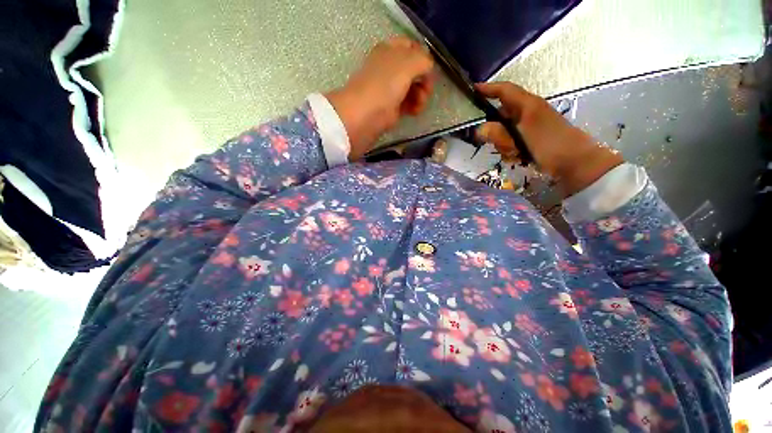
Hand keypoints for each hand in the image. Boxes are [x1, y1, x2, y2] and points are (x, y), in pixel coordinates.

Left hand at [325, 36, 435, 160]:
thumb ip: (424, 60)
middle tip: (426, 91)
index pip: (412, 47)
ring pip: (412, 88)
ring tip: (419, 105)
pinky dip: (414, 106)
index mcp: (390, 50)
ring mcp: (389, 89)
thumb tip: (428, 69)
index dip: (423, 57)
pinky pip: (407, 103)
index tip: (429, 71)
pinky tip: (415, 111)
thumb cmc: (384, 85)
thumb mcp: (408, 63)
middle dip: (424, 79)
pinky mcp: (390, 108)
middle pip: (414, 70)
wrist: (364, 116)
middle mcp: (389, 68)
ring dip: (420, 95)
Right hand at [475, 82, 623, 196]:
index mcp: (528, 105)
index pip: (505, 90)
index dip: (488, 89)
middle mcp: (529, 111)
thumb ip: (498, 133)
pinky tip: (517, 157)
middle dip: (494, 130)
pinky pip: (513, 140)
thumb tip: (479, 130)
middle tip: (495, 144)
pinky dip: (510, 149)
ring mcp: (531, 125)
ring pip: (505, 130)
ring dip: (503, 143)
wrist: (576, 162)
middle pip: (501, 114)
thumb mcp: (521, 139)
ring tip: (512, 153)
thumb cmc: (550, 146)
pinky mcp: (533, 137)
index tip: (473, 90)